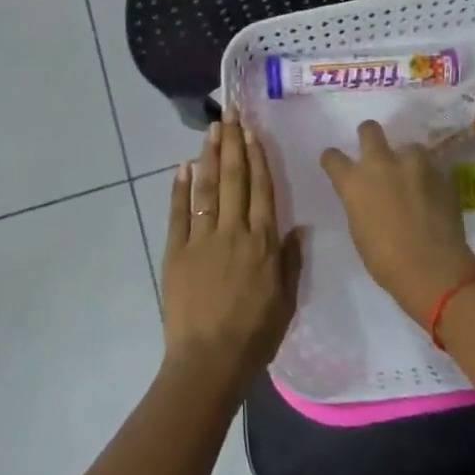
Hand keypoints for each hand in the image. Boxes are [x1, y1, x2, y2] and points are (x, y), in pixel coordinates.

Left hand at [160, 111, 299, 388]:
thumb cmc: (255, 334)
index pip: (261, 189)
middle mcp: (234, 232)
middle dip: (233, 143)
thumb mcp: (286, 300)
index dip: (257, 157)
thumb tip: (298, 226)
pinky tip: (182, 166)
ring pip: (206, 188)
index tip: (253, 131)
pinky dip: (179, 188)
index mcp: (263, 242)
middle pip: (233, 179)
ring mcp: (202, 239)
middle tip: (230, 114)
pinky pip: (178, 213)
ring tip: (211, 129)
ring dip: (209, 156)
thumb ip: (290, 260)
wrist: (210, 360)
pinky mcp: (176, 251)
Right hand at [320, 120, 474, 326]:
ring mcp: (413, 165)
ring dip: (407, 159)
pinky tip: (431, 196)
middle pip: (369, 129)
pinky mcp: (440, 173)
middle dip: (369, 135)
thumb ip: (360, 202)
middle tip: (375, 151)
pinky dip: (427, 178)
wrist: (433, 268)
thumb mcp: (359, 228)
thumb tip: (368, 196)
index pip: (332, 157)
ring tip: (413, 179)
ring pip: (408, 146)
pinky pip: (430, 167)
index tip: (337, 164)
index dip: (333, 159)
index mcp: (353, 182)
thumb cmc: (385, 260)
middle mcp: (381, 164)